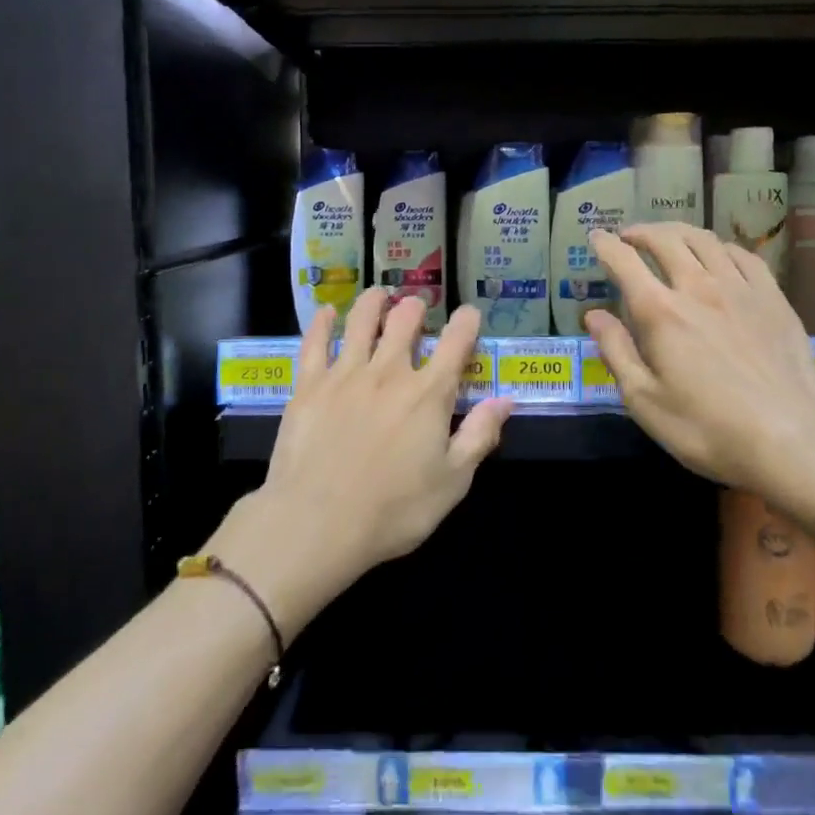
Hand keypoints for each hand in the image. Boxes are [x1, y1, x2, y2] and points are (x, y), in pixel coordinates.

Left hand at [213, 290, 513, 635]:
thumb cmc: (393, 510)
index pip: (454, 346)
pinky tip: (327, 311)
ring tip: (379, 292)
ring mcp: (345, 375)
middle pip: (404, 324)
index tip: (469, 312)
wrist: (318, 522)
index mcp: (428, 395)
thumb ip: (479, 436)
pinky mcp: (309, 385)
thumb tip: (505, 400)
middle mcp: (389, 373)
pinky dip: (323, 323)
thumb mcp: (452, 482)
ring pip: (361, 323)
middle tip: (417, 303)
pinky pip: (315, 343)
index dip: (465, 324)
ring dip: (373, 302)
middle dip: (415, 308)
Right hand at [584, 224, 814, 518]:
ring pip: (705, 240)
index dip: (605, 245)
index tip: (595, 237)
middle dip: (640, 232)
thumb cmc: (708, 429)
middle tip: (628, 237)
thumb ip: (616, 352)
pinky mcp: (774, 299)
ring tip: (667, 238)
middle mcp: (698, 288)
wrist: (793, 441)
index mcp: (660, 312)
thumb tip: (593, 314)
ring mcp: (741, 290)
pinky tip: (717, 255)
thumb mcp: (644, 401)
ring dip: (678, 232)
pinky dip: (720, 247)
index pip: (624, 262)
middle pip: (665, 240)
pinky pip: (744, 256)